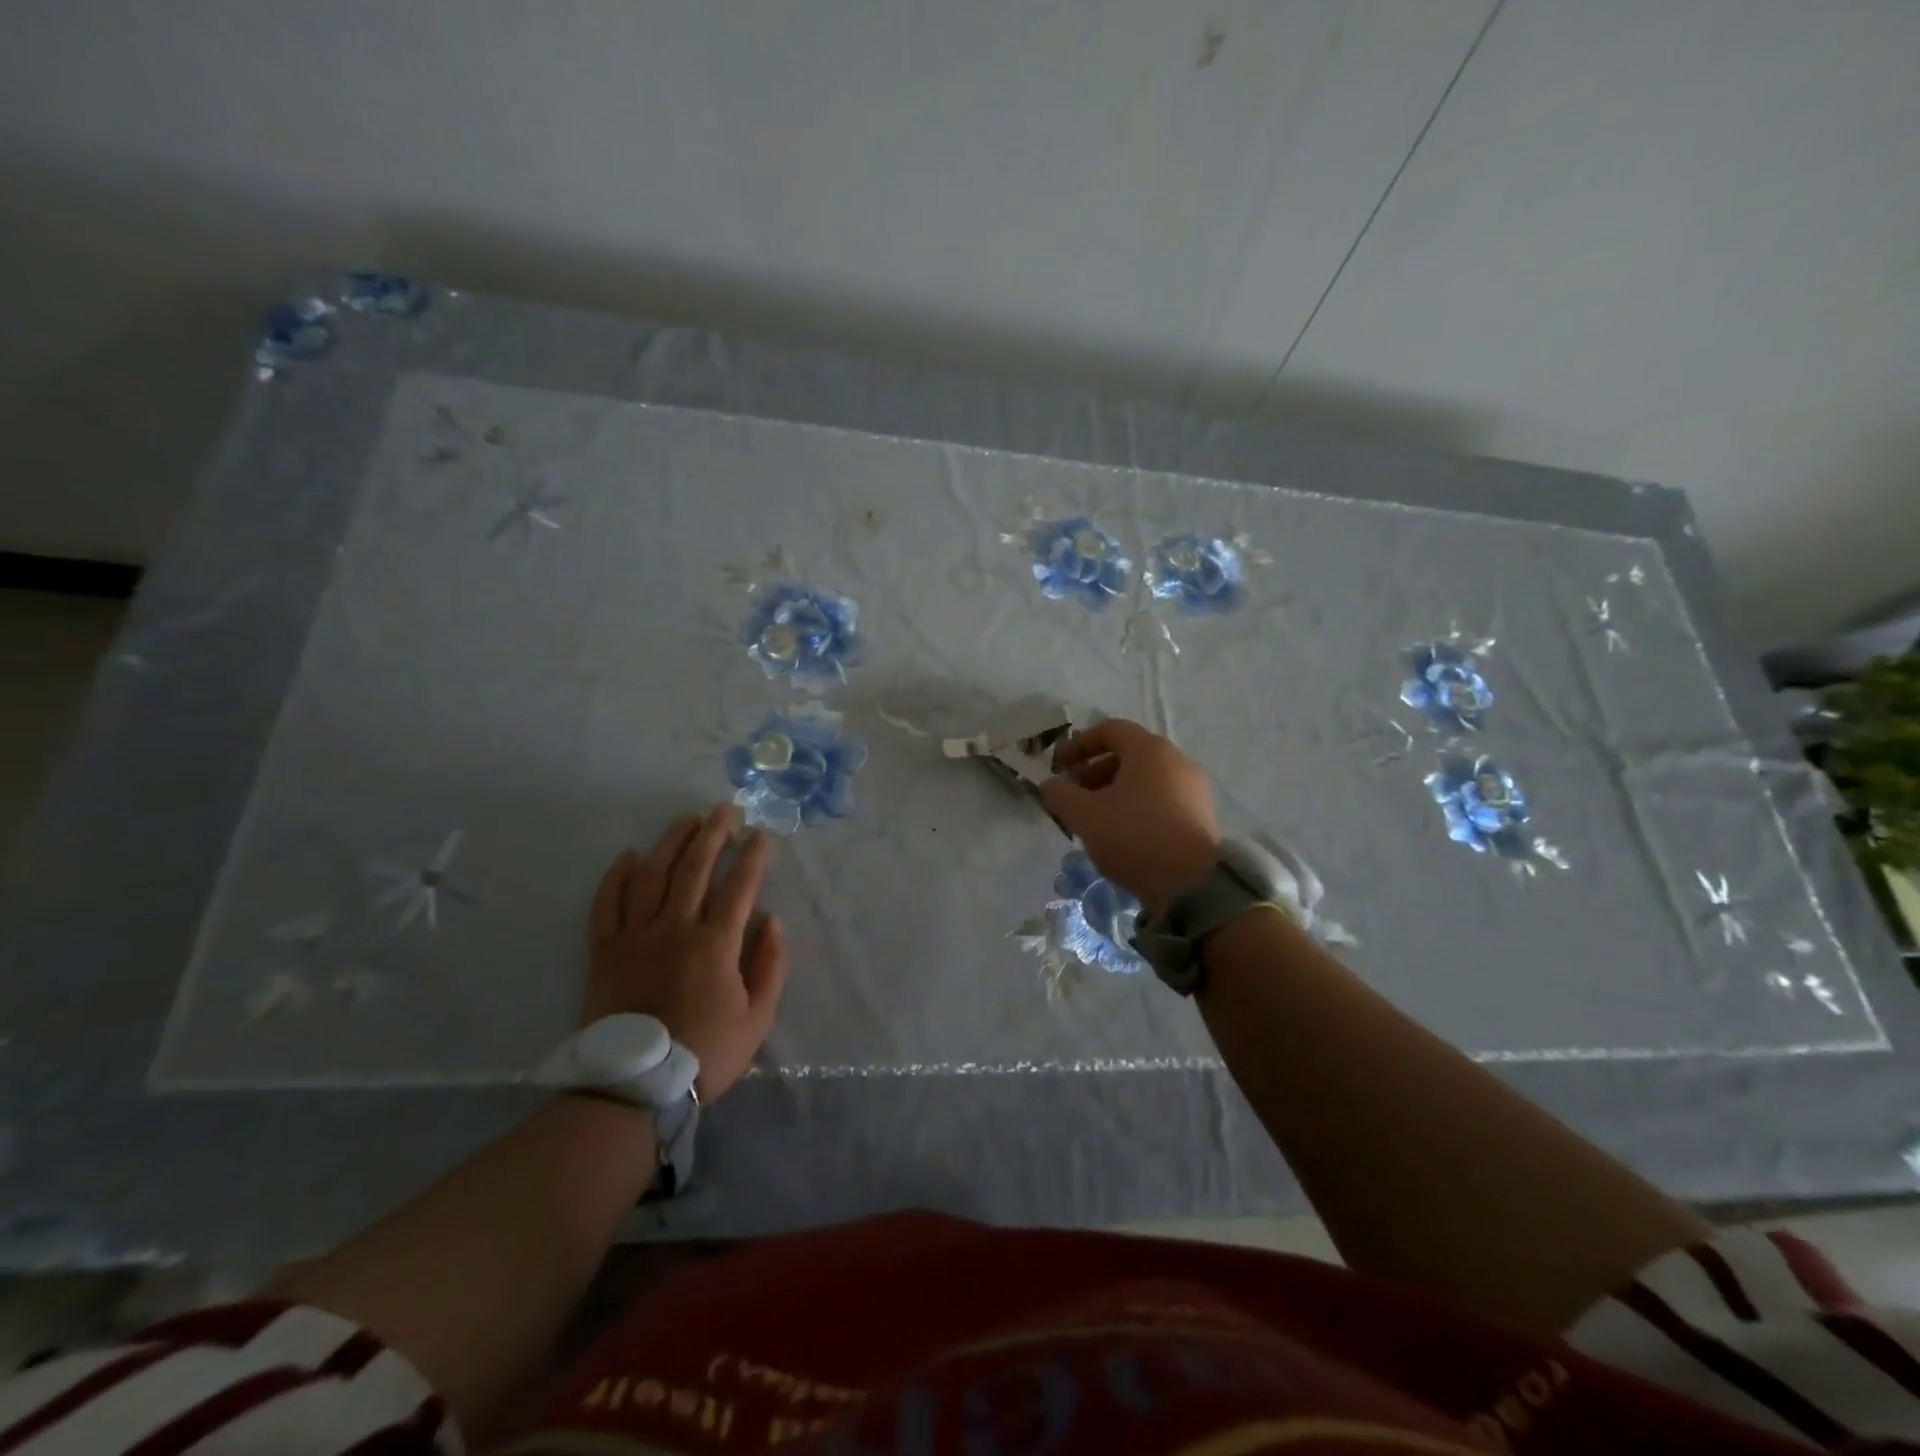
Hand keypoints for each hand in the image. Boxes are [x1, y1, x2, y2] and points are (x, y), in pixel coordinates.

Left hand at [584, 805, 787, 1100]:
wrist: (633, 1090)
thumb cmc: (704, 1054)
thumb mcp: (757, 1020)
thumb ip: (770, 966)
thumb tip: (774, 921)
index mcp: (715, 944)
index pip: (739, 886)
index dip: (753, 856)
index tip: (762, 834)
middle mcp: (675, 928)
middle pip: (695, 868)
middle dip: (714, 833)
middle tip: (725, 810)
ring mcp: (635, 936)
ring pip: (652, 875)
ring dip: (671, 842)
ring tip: (686, 819)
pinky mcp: (604, 951)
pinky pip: (607, 904)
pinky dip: (617, 877)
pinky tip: (630, 856)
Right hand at [1039, 719, 1220, 910]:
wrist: (1192, 884)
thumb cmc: (1134, 836)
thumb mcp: (1084, 815)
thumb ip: (1060, 794)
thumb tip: (1050, 784)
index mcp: (1149, 750)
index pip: (1110, 730)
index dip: (1078, 745)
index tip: (1058, 767)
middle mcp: (1176, 760)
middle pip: (1127, 755)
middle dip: (1093, 772)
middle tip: (1071, 797)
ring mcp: (1192, 789)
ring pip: (1144, 780)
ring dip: (1112, 792)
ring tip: (1092, 820)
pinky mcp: (1200, 816)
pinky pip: (1160, 799)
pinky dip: (1135, 807)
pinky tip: (1120, 835)